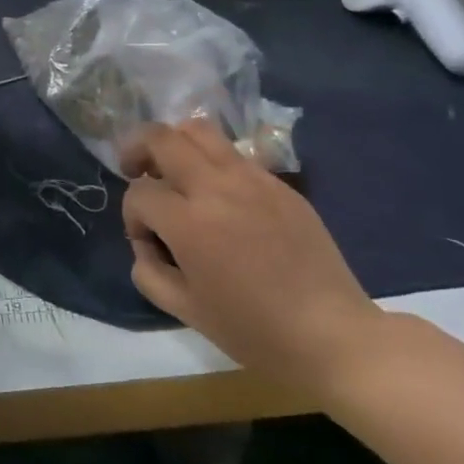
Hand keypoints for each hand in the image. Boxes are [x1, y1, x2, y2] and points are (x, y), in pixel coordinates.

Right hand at [120, 121, 382, 390]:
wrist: (331, 334)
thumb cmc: (254, 330)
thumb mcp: (185, 310)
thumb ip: (148, 271)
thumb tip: (146, 243)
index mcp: (189, 222)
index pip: (139, 193)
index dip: (132, 217)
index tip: (148, 243)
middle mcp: (217, 187)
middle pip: (161, 137)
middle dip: (138, 150)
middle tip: (135, 171)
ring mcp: (252, 178)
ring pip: (199, 129)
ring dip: (175, 143)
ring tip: (173, 169)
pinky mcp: (279, 184)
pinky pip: (234, 154)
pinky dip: (212, 162)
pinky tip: (219, 196)